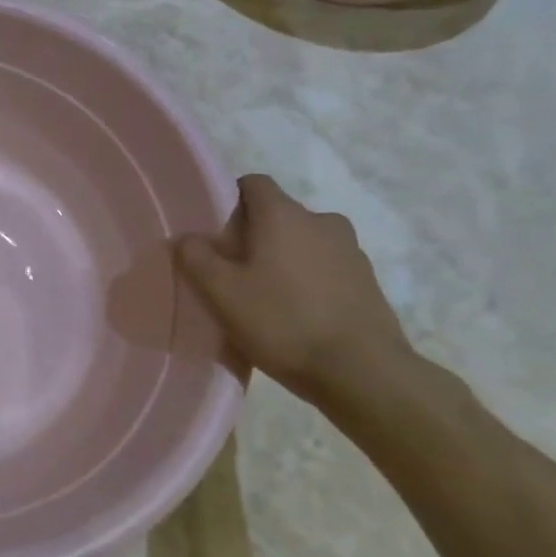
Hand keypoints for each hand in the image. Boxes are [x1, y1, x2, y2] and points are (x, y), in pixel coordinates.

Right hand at [178, 173, 410, 402]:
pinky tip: (299, 315)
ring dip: (285, 259)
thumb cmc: (282, 322)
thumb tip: (187, 238)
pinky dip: (310, 281)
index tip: (216, 233)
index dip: (230, 201)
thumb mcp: (220, 292)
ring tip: (268, 297)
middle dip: (255, 235)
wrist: (362, 373)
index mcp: (283, 214)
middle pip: (278, 215)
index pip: (253, 183)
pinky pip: (327, 268)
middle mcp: (321, 221)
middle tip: (235, 271)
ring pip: (304, 242)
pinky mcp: (369, 282)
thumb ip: (195, 257)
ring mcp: (350, 251)